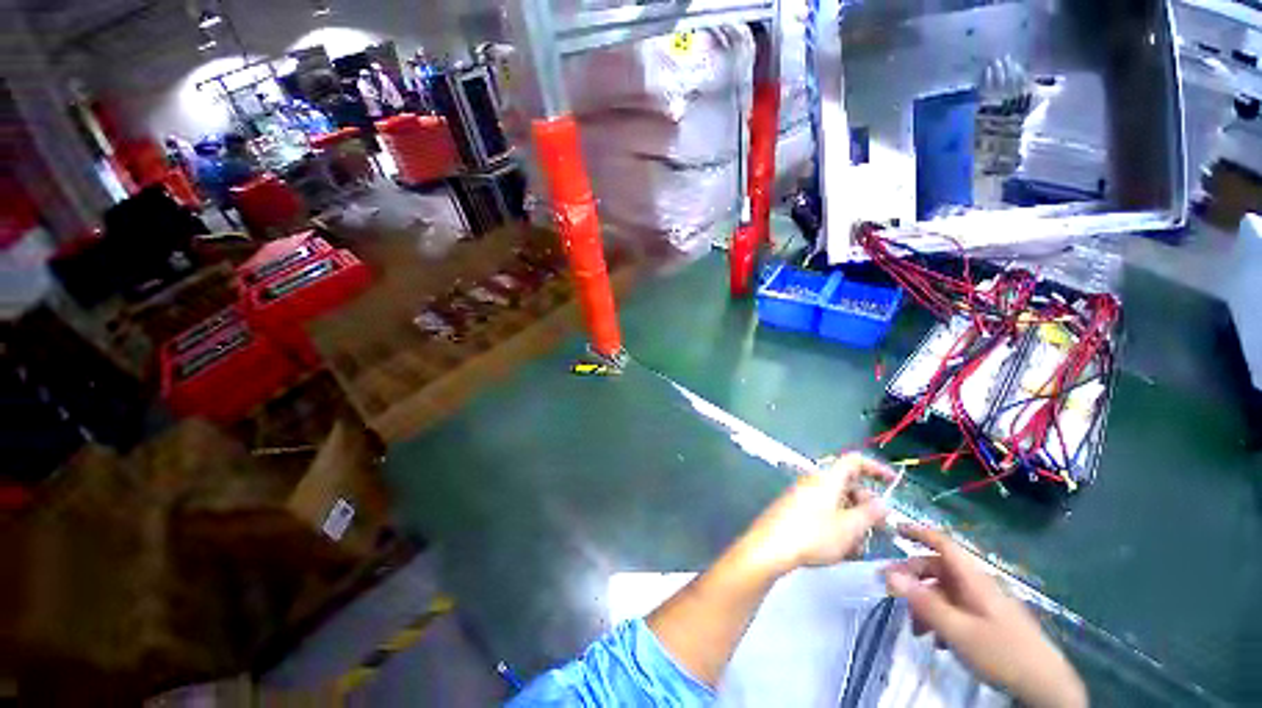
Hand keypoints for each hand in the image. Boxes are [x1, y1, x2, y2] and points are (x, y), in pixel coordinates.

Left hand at [737, 454, 894, 576]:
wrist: (770, 546)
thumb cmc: (812, 534)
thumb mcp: (849, 527)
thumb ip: (870, 514)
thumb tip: (881, 502)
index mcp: (827, 479)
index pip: (853, 461)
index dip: (875, 467)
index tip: (893, 482)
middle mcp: (814, 482)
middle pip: (846, 484)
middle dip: (866, 504)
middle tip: (880, 527)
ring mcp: (802, 495)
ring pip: (836, 501)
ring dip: (853, 519)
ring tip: (860, 545)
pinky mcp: (794, 509)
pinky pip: (823, 511)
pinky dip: (837, 525)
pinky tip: (842, 548)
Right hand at [884, 526, 1087, 707]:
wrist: (1045, 685)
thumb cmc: (1001, 652)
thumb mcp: (957, 630)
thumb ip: (923, 602)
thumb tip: (889, 574)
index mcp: (973, 579)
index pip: (943, 543)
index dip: (918, 532)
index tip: (894, 529)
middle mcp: (977, 584)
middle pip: (938, 568)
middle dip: (913, 579)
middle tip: (891, 594)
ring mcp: (984, 602)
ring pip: (944, 591)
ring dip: (925, 604)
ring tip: (916, 629)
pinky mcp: (989, 620)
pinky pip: (956, 608)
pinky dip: (940, 618)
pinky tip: (937, 640)